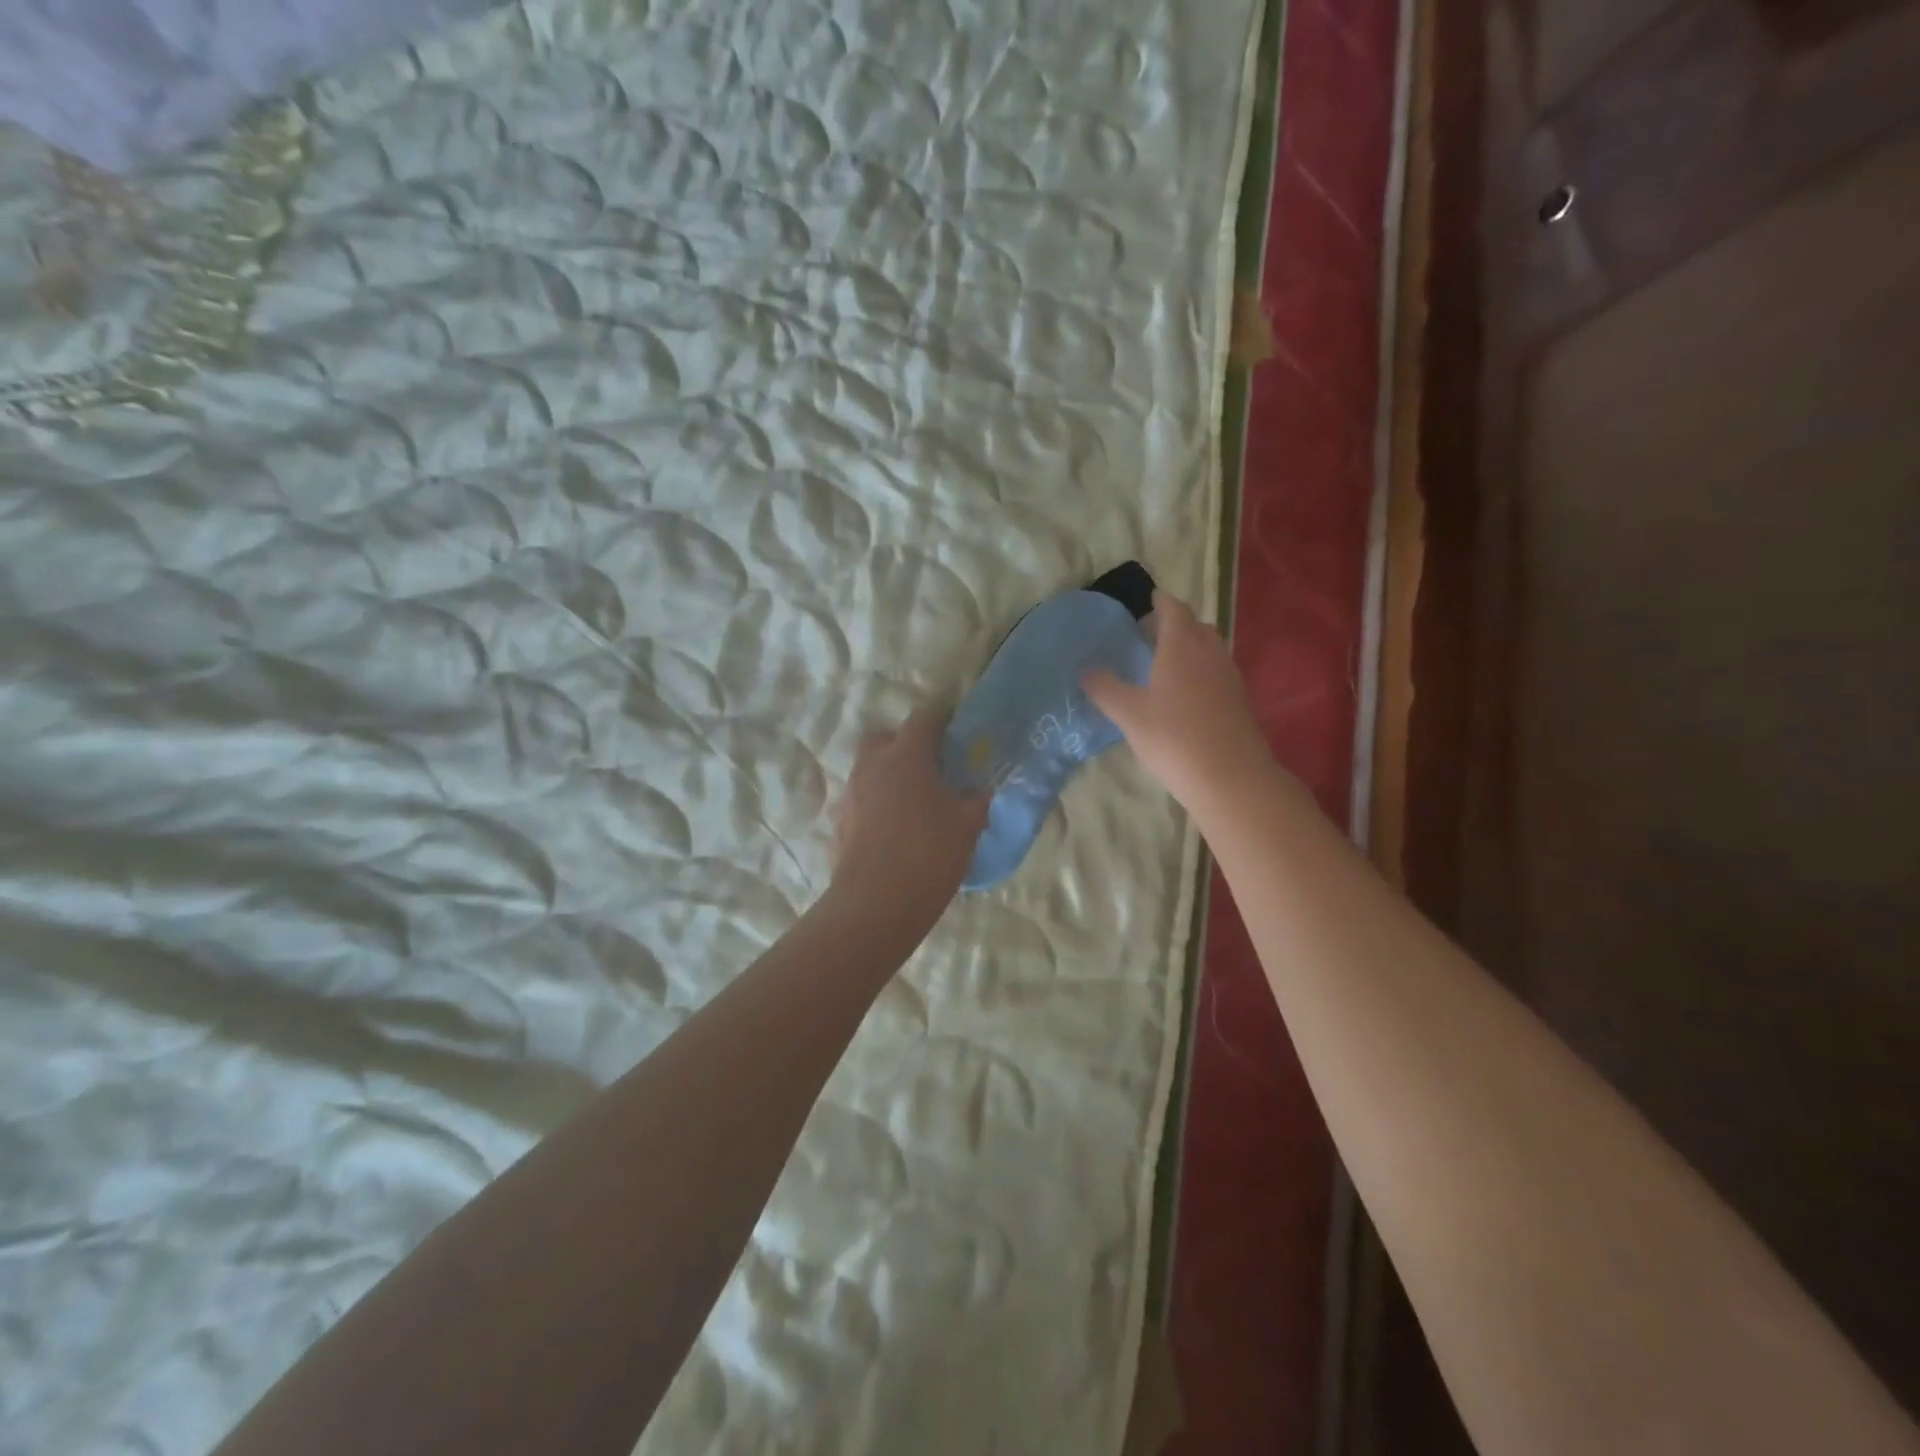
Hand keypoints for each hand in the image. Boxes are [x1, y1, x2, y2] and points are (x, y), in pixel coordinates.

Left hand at [831, 709, 988, 924]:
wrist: (875, 905)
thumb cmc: (928, 855)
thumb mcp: (968, 826)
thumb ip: (975, 800)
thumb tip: (976, 792)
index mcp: (905, 757)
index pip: (924, 719)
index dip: (942, 720)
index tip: (956, 733)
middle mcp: (871, 766)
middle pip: (884, 738)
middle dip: (904, 744)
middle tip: (929, 768)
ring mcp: (850, 794)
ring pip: (869, 770)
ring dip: (888, 777)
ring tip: (913, 805)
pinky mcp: (838, 823)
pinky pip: (860, 801)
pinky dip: (875, 806)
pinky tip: (893, 832)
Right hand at [1082, 590, 1274, 815]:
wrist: (1231, 778)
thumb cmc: (1174, 738)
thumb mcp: (1129, 714)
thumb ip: (1106, 689)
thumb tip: (1086, 670)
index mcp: (1182, 646)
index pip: (1174, 610)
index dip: (1161, 601)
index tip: (1149, 598)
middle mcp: (1210, 653)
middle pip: (1196, 626)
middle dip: (1176, 623)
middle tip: (1152, 632)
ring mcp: (1229, 677)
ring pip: (1210, 649)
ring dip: (1190, 647)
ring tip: (1167, 662)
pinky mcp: (1239, 701)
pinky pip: (1217, 672)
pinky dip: (1201, 671)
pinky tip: (1186, 694)